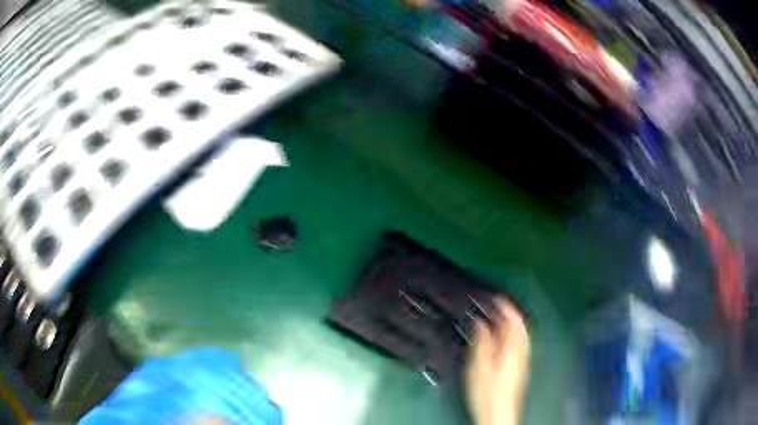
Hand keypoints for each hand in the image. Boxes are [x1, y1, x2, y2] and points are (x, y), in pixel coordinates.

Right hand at [465, 297, 530, 424]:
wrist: (498, 413)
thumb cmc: (488, 393)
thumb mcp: (479, 367)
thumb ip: (482, 343)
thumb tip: (481, 323)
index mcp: (512, 350)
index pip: (514, 321)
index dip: (506, 307)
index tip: (497, 298)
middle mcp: (521, 353)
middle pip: (520, 327)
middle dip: (510, 314)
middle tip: (497, 307)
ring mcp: (522, 361)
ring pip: (521, 336)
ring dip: (512, 325)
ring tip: (499, 320)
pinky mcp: (520, 368)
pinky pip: (520, 345)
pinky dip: (513, 336)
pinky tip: (503, 340)